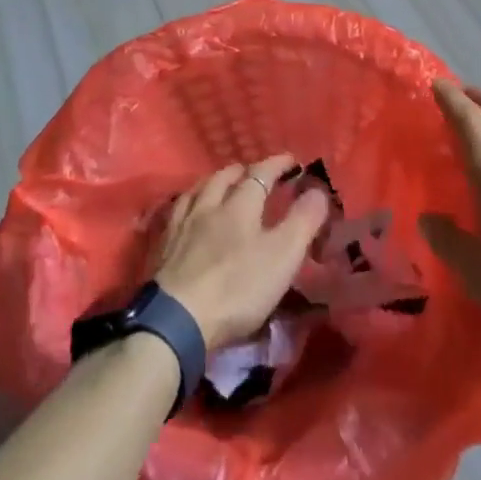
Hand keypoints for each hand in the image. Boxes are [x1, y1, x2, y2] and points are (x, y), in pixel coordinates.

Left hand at [153, 154, 331, 350]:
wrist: (177, 319)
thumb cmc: (237, 287)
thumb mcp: (282, 256)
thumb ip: (302, 222)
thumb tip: (318, 190)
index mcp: (239, 206)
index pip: (260, 174)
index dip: (276, 164)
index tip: (291, 160)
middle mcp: (208, 206)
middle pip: (224, 178)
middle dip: (242, 170)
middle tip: (253, 172)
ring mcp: (181, 225)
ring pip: (197, 190)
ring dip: (213, 182)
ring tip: (220, 184)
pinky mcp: (162, 247)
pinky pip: (176, 212)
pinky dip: (188, 203)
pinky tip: (187, 212)